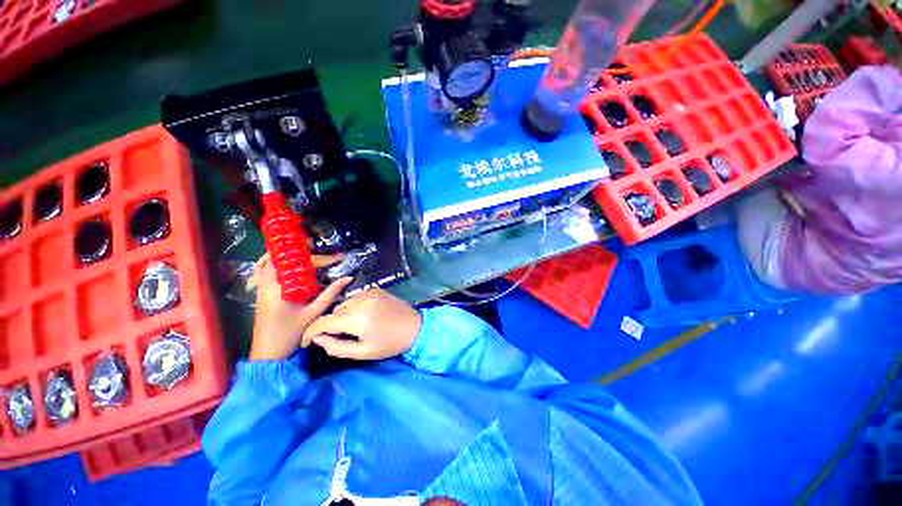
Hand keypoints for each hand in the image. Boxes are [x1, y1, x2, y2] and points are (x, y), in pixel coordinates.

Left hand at [249, 253, 351, 360]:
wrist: (268, 353)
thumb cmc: (290, 333)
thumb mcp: (313, 313)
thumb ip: (330, 295)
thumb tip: (347, 278)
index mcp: (280, 288)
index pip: (302, 264)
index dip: (322, 259)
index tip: (338, 258)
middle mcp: (267, 283)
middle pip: (281, 257)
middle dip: (299, 249)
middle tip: (317, 245)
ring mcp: (261, 288)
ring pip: (269, 262)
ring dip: (285, 254)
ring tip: (304, 249)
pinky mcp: (261, 293)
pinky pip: (264, 271)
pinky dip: (275, 263)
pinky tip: (288, 264)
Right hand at [301, 288, 421, 359]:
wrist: (415, 327)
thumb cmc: (390, 344)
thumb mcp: (363, 352)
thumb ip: (336, 347)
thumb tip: (318, 338)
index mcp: (358, 319)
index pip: (324, 322)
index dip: (311, 332)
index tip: (306, 341)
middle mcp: (362, 301)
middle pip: (334, 311)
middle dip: (331, 324)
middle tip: (340, 335)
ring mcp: (370, 292)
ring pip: (344, 303)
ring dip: (343, 315)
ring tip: (355, 326)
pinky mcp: (377, 289)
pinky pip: (356, 297)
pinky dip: (354, 306)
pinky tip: (365, 315)